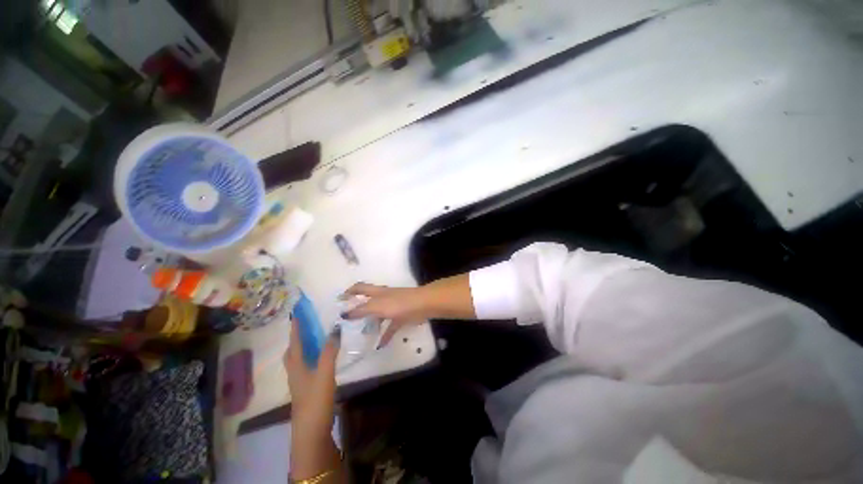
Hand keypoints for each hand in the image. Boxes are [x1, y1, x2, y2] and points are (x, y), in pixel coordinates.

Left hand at [284, 318, 339, 440]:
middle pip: (291, 353)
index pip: (295, 343)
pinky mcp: (307, 391)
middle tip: (305, 328)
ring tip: (315, 340)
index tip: (296, 315)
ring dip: (303, 349)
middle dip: (296, 340)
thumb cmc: (315, 399)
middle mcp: (295, 373)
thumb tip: (335, 329)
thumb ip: (330, 351)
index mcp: (297, 367)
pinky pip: (306, 369)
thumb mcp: (325, 373)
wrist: (311, 431)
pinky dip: (311, 359)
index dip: (296, 329)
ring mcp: (300, 384)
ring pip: (298, 362)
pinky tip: (322, 360)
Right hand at [341, 283, 429, 347]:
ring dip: (370, 324)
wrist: (422, 305)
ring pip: (378, 316)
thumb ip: (361, 310)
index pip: (359, 288)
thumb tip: (344, 314)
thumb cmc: (398, 303)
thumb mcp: (377, 306)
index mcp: (376, 292)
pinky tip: (379, 345)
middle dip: (358, 310)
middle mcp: (383, 298)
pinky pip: (390, 327)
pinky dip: (385, 335)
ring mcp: (392, 308)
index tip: (338, 301)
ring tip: (360, 335)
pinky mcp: (401, 317)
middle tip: (347, 322)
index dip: (349, 292)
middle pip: (367, 302)